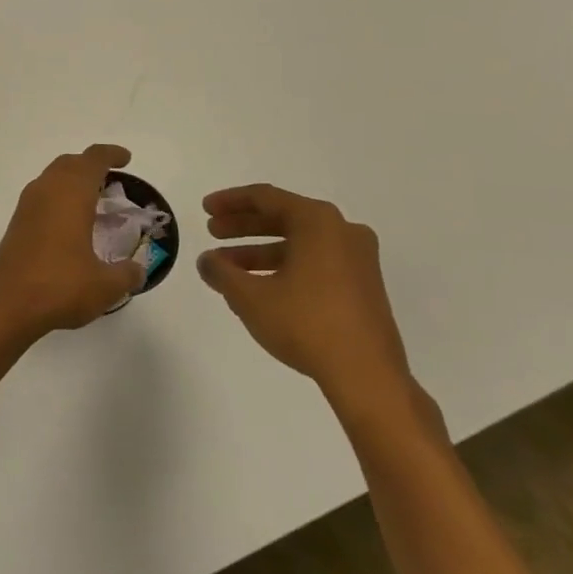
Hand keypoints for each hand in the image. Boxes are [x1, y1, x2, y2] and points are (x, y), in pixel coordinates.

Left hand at [0, 144, 147, 333]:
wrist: (5, 304)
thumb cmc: (60, 286)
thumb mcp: (105, 286)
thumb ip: (126, 275)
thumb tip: (137, 271)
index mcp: (71, 194)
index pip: (93, 160)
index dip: (111, 155)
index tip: (125, 159)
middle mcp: (46, 192)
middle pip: (69, 163)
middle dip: (89, 165)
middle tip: (110, 179)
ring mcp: (27, 207)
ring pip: (51, 178)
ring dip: (71, 181)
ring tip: (92, 200)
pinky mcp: (16, 224)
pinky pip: (41, 197)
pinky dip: (58, 198)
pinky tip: (69, 224)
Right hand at [197, 184, 415, 416]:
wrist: (367, 375)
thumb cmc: (306, 323)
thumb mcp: (250, 296)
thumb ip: (221, 272)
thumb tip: (207, 261)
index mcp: (318, 222)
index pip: (265, 198)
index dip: (230, 201)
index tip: (205, 209)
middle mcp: (342, 231)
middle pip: (283, 218)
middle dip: (244, 226)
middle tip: (213, 232)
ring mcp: (357, 259)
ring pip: (298, 243)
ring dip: (260, 251)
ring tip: (228, 268)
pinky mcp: (363, 286)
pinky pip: (315, 262)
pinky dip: (284, 267)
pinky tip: (258, 287)